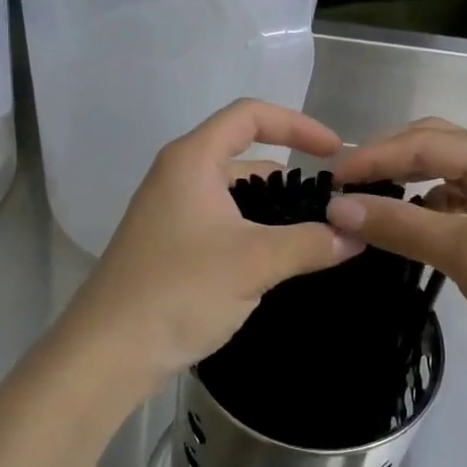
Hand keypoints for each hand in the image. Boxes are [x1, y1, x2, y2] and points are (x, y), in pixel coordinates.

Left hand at [55, 100, 362, 398]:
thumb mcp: (255, 262)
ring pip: (232, 192)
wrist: (109, 351)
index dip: (297, 124)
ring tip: (314, 232)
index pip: (250, 115)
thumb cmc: (180, 289)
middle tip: (331, 200)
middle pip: (242, 153)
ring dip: (272, 206)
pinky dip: (252, 228)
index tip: (335, 152)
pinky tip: (278, 258)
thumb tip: (356, 235)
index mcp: (191, 159)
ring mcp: (170, 210)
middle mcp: (177, 175)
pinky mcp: (169, 243)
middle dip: (289, 172)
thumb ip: (310, 243)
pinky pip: (221, 220)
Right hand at [327, 118, 466, 401]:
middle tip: (343, 186)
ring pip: (443, 175)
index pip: (425, 143)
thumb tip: (336, 207)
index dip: (374, 157)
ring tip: (364, 202)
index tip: (330, 180)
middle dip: (387, 160)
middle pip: (434, 147)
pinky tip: (402, 226)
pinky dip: (423, 209)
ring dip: (404, 183)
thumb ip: (401, 225)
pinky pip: (454, 205)